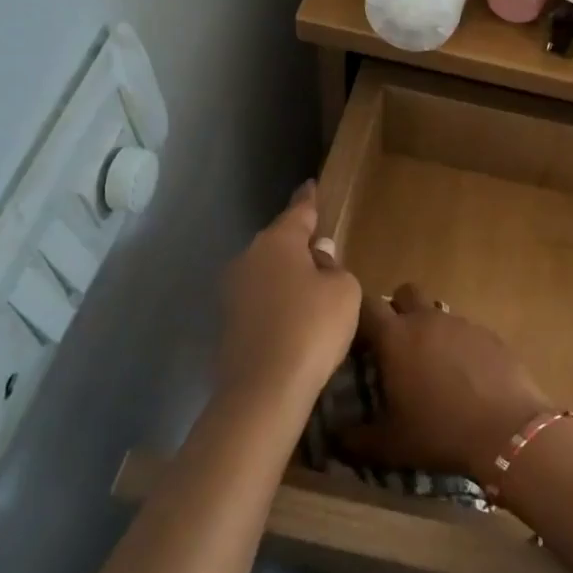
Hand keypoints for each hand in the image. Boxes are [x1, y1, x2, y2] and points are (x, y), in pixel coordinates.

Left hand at [213, 182, 360, 411]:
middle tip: (324, 253)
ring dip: (289, 277)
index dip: (308, 200)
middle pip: (280, 244)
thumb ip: (334, 268)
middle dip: (300, 245)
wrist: (264, 386)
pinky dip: (278, 302)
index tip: (310, 185)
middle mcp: (249, 258)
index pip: (298, 212)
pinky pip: (261, 299)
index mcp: (277, 242)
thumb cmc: (313, 326)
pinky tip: (295, 320)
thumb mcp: (344, 291)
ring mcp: (233, 290)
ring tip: (314, 292)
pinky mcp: (228, 321)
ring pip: (268, 272)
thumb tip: (318, 257)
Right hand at [343, 283, 555, 478]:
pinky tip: (466, 376)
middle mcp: (427, 320)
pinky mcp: (490, 334)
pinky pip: (466, 330)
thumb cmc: (440, 432)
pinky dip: (460, 345)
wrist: (508, 430)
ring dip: (430, 329)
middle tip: (396, 344)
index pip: (366, 305)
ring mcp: (462, 323)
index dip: (358, 318)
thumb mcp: (390, 445)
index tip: (357, 341)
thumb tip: (337, 438)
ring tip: (433, 366)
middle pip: (405, 293)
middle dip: (397, 309)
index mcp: (395, 337)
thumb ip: (356, 439)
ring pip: (438, 312)